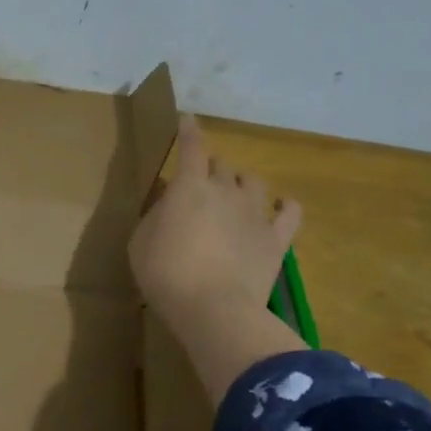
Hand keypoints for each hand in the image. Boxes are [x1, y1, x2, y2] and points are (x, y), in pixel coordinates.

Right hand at [130, 115, 308, 402]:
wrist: (214, 309)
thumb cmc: (166, 274)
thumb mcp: (140, 242)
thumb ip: (155, 215)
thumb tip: (168, 202)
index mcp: (189, 186)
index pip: (191, 147)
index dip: (188, 131)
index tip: (187, 120)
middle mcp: (225, 190)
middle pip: (221, 165)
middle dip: (210, 168)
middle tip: (200, 182)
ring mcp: (255, 213)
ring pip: (253, 181)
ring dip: (242, 182)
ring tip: (235, 193)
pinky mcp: (277, 239)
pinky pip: (290, 212)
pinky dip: (285, 206)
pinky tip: (280, 207)